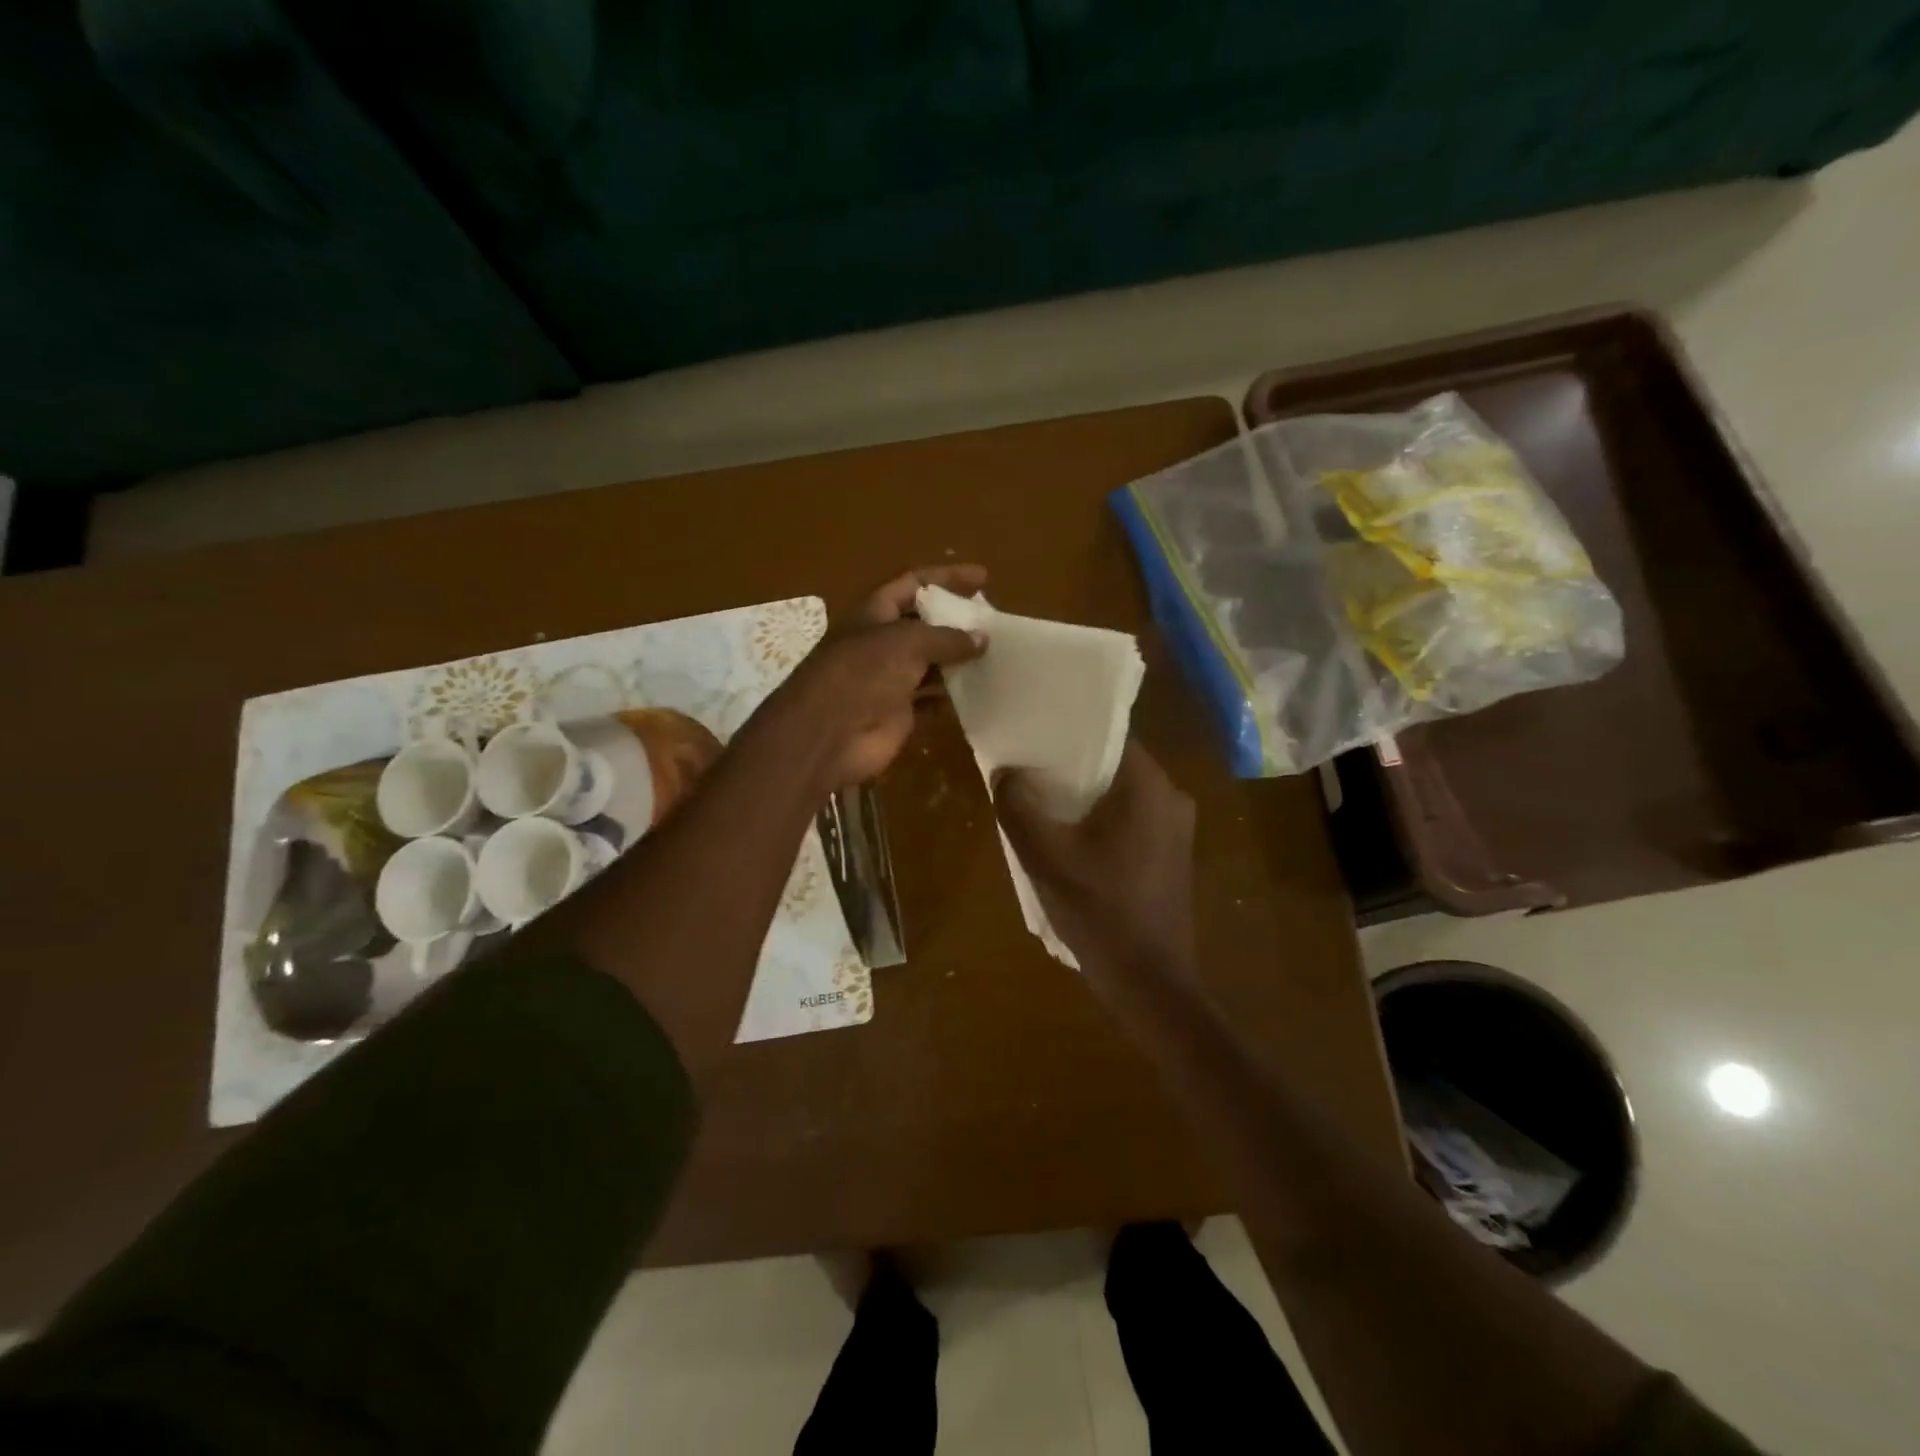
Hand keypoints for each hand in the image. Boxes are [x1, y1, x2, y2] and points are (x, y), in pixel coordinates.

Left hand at [773, 565, 987, 786]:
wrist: (828, 734)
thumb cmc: (862, 674)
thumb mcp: (907, 643)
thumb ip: (946, 638)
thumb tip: (982, 638)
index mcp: (875, 613)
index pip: (914, 584)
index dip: (947, 577)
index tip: (983, 578)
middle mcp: (882, 643)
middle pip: (925, 625)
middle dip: (957, 622)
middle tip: (994, 624)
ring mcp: (889, 679)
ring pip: (931, 664)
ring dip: (959, 661)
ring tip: (997, 658)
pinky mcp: (899, 713)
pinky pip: (932, 701)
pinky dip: (953, 698)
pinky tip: (980, 693)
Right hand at [993, 741, 1196, 984]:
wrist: (1150, 982)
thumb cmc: (1100, 912)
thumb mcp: (1046, 858)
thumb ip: (1019, 808)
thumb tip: (1005, 773)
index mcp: (1149, 787)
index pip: (1108, 735)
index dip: (1067, 733)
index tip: (1034, 737)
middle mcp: (1172, 797)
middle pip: (1114, 765)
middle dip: (1071, 767)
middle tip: (1029, 770)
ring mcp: (1177, 829)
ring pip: (1121, 795)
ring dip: (1085, 797)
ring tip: (1042, 802)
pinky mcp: (1172, 855)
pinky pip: (1132, 820)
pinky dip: (1102, 820)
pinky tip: (1072, 838)